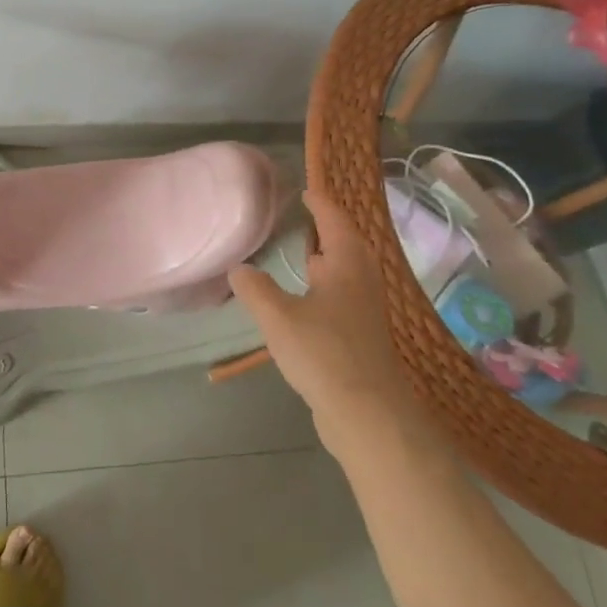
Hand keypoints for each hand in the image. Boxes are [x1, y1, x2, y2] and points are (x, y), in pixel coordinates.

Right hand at [228, 189, 419, 450]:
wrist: (367, 414)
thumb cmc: (323, 353)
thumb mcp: (278, 317)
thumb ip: (255, 289)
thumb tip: (239, 268)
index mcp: (346, 265)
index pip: (334, 220)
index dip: (320, 204)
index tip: (306, 191)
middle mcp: (361, 281)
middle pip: (347, 245)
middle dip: (327, 231)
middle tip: (303, 220)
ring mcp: (366, 311)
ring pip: (347, 274)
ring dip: (329, 261)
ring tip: (304, 257)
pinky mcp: (363, 337)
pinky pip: (344, 297)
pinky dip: (327, 288)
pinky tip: (307, 303)